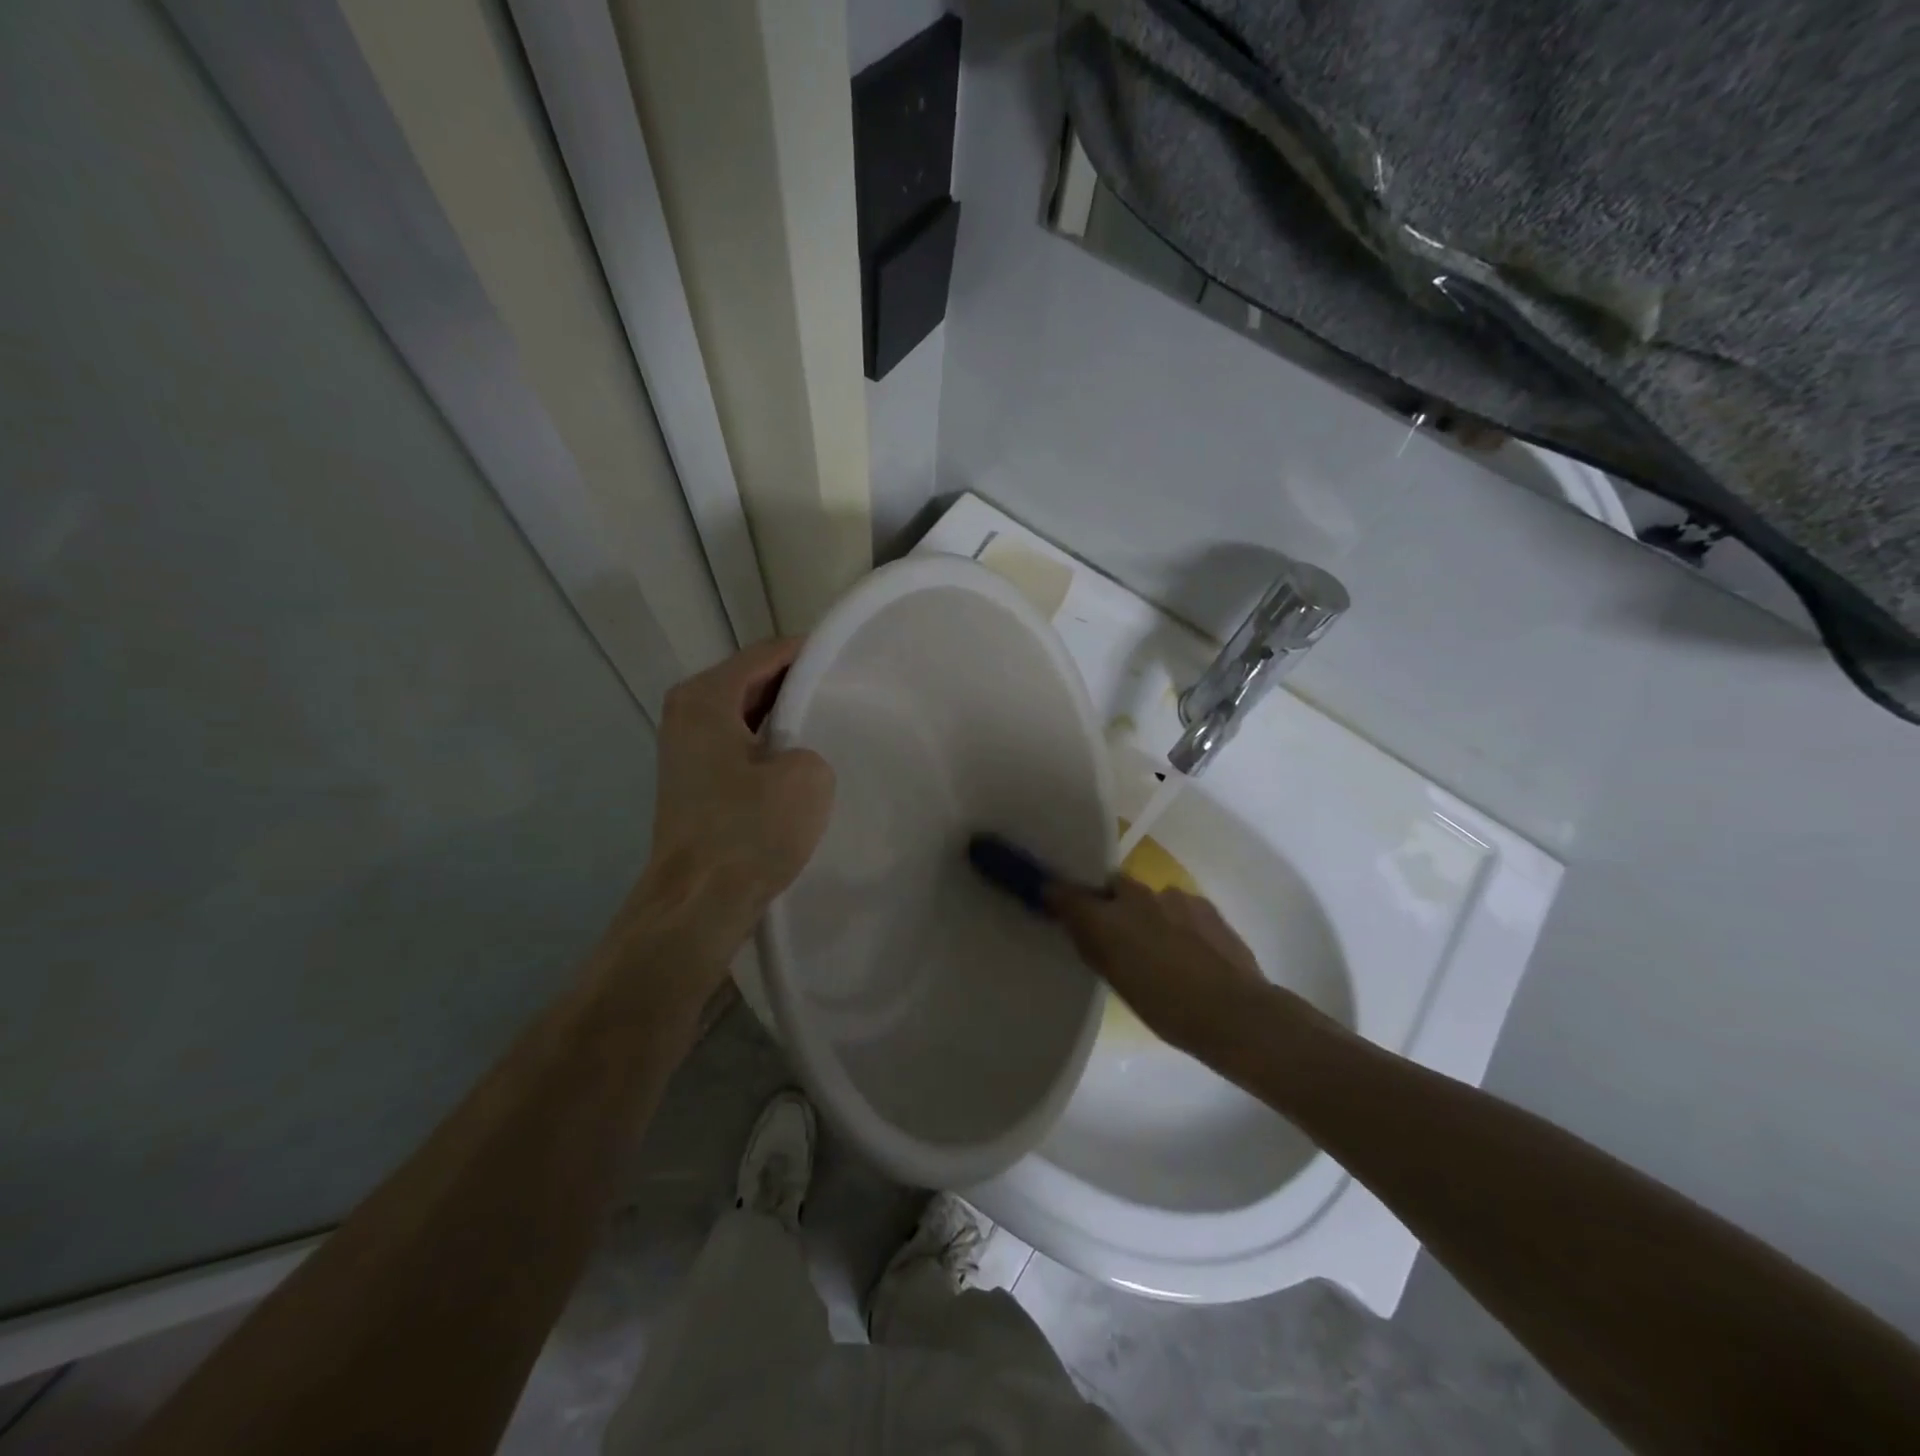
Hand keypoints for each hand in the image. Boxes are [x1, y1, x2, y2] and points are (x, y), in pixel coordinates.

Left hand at [609, 639, 833, 976]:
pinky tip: (801, 763)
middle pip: (753, 679)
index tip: (852, 662)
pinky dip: (770, 743)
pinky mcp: (695, 780)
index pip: (767, 653)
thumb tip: (796, 755)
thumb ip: (811, 743)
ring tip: (832, 726)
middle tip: (849, 694)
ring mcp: (686, 747)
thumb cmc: (748, 832)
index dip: (811, 653)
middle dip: (800, 683)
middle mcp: (687, 712)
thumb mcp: (806, 776)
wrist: (697, 903)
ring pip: (748, 713)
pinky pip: (741, 743)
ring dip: (787, 716)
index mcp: (705, 698)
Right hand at [1046, 878, 1275, 1053]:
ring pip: (1146, 896)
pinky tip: (1187, 948)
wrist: (1234, 1012)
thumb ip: (1092, 946)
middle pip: (1111, 886)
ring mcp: (1171, 896)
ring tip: (1158, 946)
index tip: (1051, 901)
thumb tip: (1074, 923)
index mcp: (1106, 918)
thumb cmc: (1166, 1008)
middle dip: (1108, 901)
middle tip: (1112, 931)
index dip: (1057, 894)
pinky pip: (1176, 904)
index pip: (1065, 891)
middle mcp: (1134, 896)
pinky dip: (1173, 919)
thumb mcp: (1117, 982)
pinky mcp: (1202, 902)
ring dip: (1145, 913)